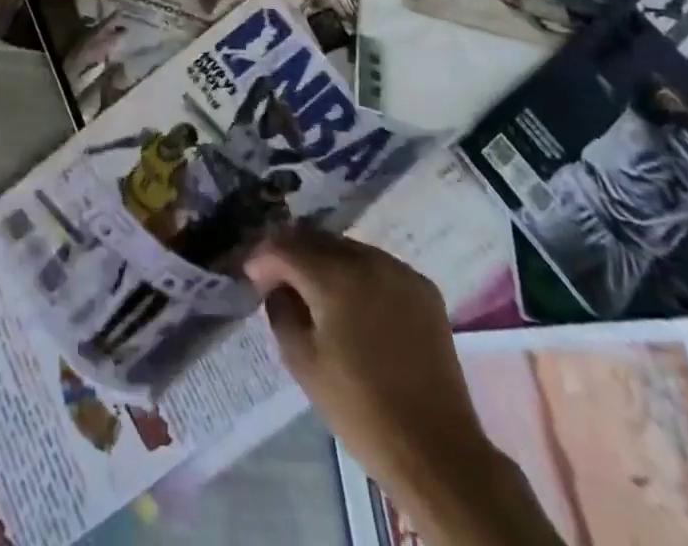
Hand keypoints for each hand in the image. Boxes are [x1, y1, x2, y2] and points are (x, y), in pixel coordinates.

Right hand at [243, 229, 481, 488]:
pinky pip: (377, 266)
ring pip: (347, 248)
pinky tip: (353, 301)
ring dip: (324, 260)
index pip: (284, 247)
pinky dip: (357, 274)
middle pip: (316, 238)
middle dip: (291, 252)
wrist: (436, 450)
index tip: (251, 275)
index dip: (262, 258)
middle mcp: (367, 260)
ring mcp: (399, 270)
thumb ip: (280, 309)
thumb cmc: (359, 409)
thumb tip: (277, 285)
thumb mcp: (301, 361)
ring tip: (314, 288)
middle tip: (277, 277)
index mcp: (334, 276)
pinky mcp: (423, 287)